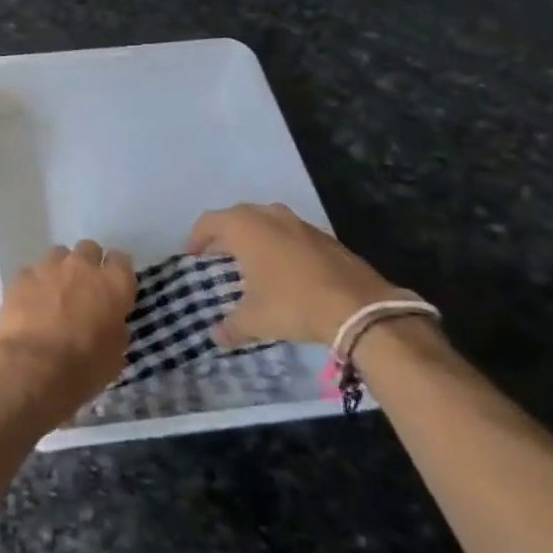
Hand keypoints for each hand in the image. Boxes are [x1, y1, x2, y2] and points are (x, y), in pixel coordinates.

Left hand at [0, 240, 135, 430]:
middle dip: (87, 264)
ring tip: (53, 294)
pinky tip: (29, 304)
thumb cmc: (82, 369)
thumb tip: (110, 324)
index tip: (113, 287)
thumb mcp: (113, 357)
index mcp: (114, 285)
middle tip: (82, 289)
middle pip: (89, 249)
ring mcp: (49, 267)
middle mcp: (82, 266)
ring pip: (58, 254)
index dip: (116, 272)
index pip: (121, 260)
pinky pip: (32, 272)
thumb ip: (115, 331)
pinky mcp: (22, 275)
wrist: (31, 368)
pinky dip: (34, 284)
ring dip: (60, 270)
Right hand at [188, 203, 410, 347]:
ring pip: (265, 221)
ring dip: (253, 237)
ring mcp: (298, 222)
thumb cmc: (293, 304)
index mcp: (244, 227)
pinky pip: (289, 233)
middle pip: (236, 217)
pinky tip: (283, 270)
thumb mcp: (255, 320)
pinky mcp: (323, 235)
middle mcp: (268, 215)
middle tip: (218, 258)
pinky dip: (279, 244)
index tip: (193, 257)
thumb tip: (216, 337)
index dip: (196, 239)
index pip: (208, 222)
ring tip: (250, 262)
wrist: (359, 307)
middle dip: (224, 235)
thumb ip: (231, 326)